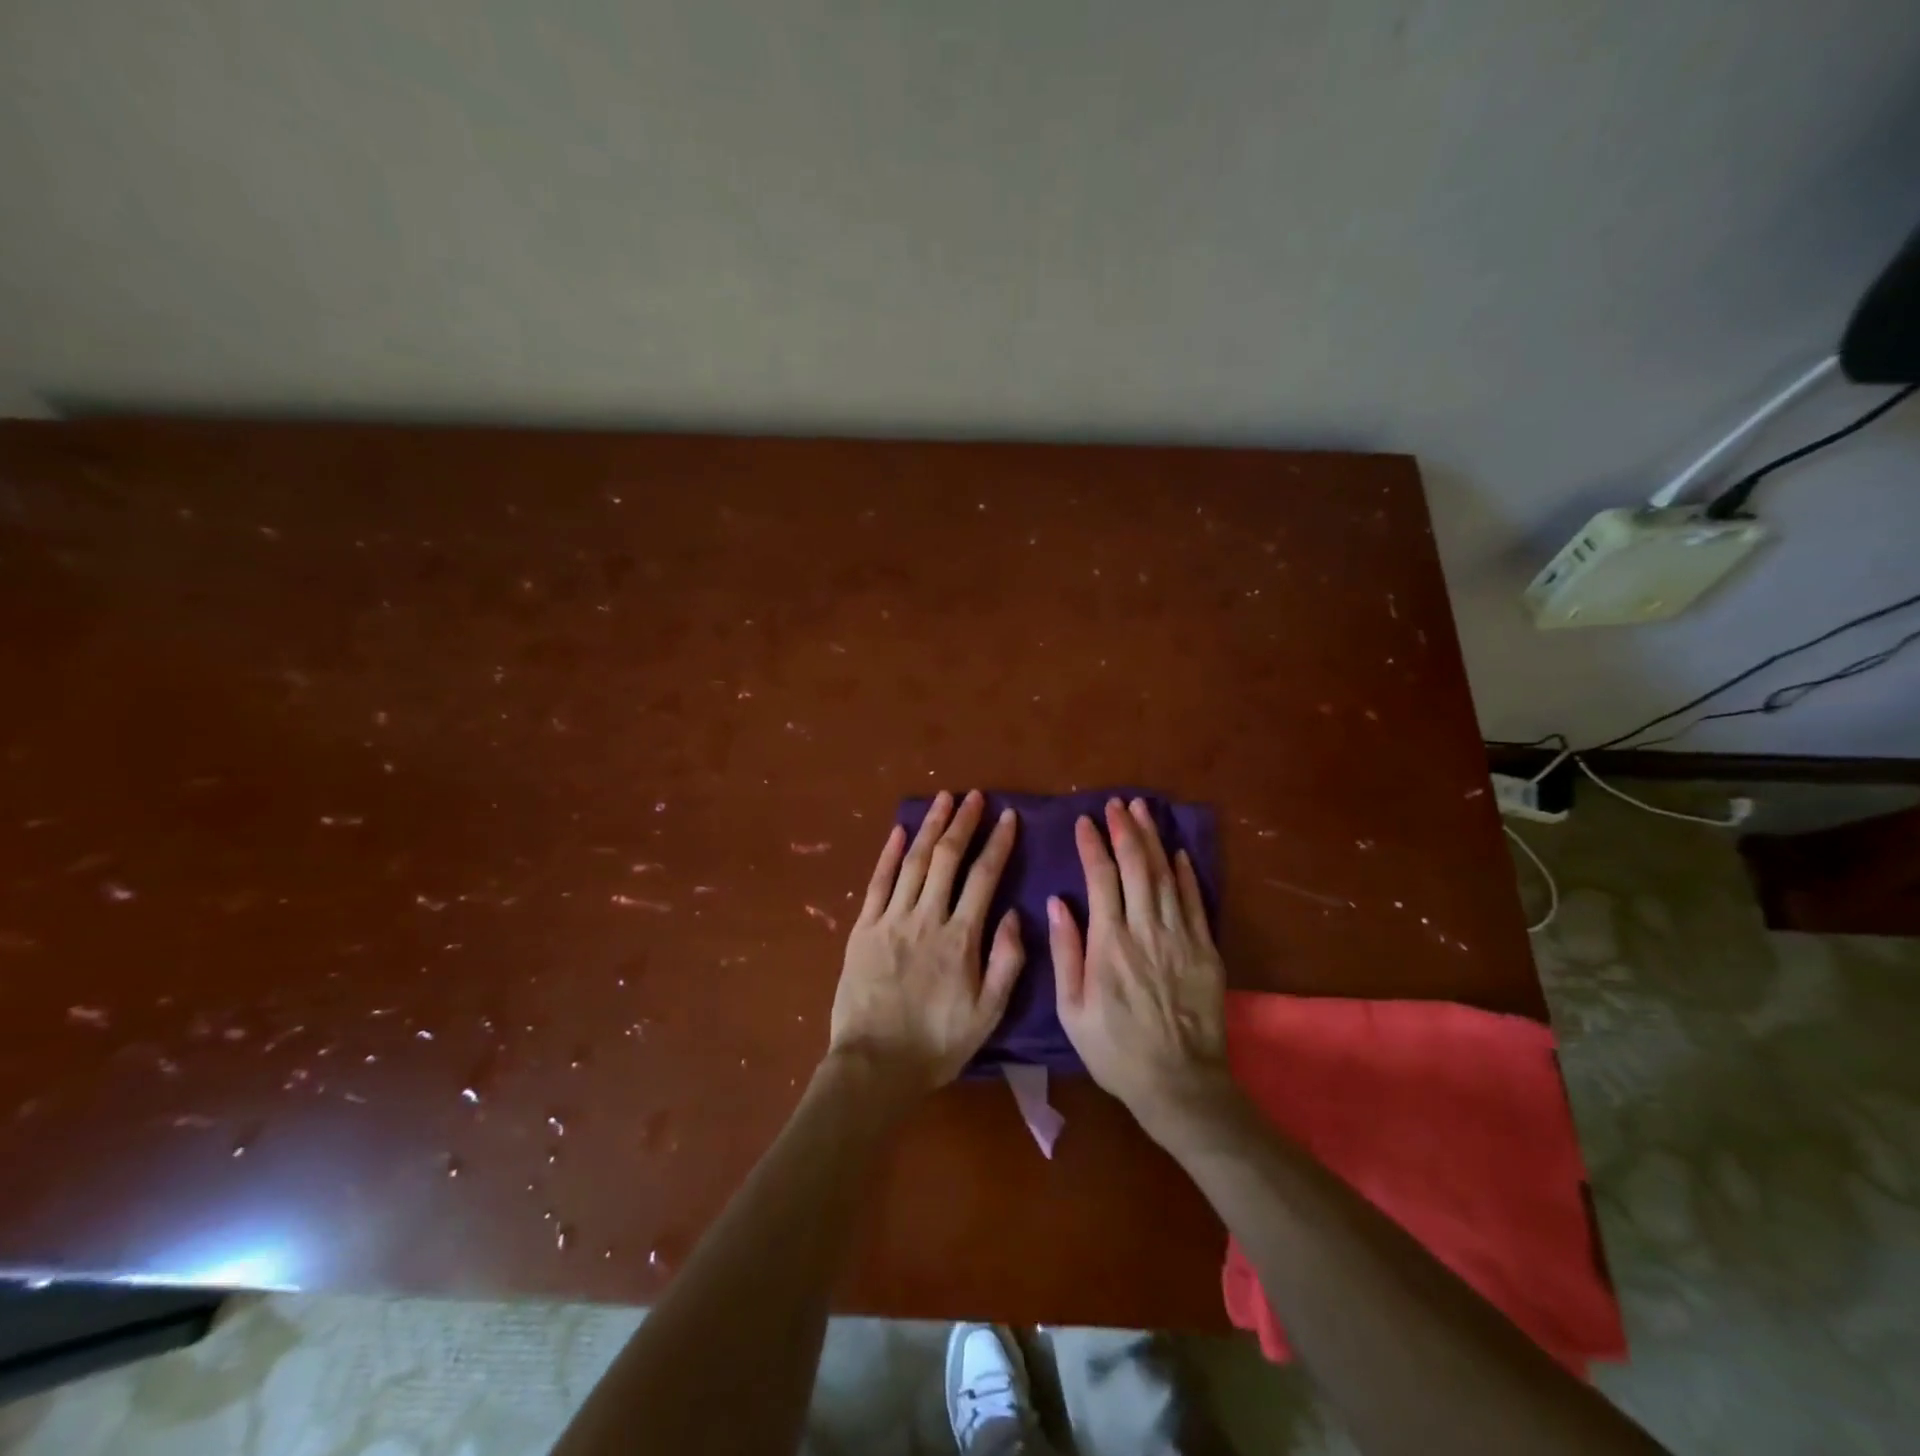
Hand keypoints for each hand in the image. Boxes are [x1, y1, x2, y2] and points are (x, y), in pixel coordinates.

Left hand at [828, 790, 1023, 1095]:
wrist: (875, 1066)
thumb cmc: (937, 1043)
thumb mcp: (988, 1013)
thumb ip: (1007, 962)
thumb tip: (1012, 914)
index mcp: (961, 938)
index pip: (984, 877)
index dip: (998, 844)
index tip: (1008, 817)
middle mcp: (927, 918)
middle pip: (947, 858)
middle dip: (963, 823)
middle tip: (974, 796)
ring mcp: (891, 920)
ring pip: (914, 862)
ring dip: (930, 827)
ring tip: (943, 800)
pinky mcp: (863, 928)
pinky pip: (878, 882)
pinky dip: (889, 853)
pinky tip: (900, 831)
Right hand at [1049, 798, 1233, 1136]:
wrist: (1179, 1084)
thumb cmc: (1115, 1050)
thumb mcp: (1072, 1010)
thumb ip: (1066, 953)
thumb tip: (1057, 903)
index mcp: (1109, 944)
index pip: (1101, 879)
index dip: (1093, 846)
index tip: (1085, 822)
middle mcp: (1145, 931)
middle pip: (1137, 867)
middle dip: (1126, 830)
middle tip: (1119, 804)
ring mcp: (1180, 938)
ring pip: (1166, 876)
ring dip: (1154, 841)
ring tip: (1145, 812)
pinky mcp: (1205, 950)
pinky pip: (1196, 902)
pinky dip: (1187, 874)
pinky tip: (1178, 853)